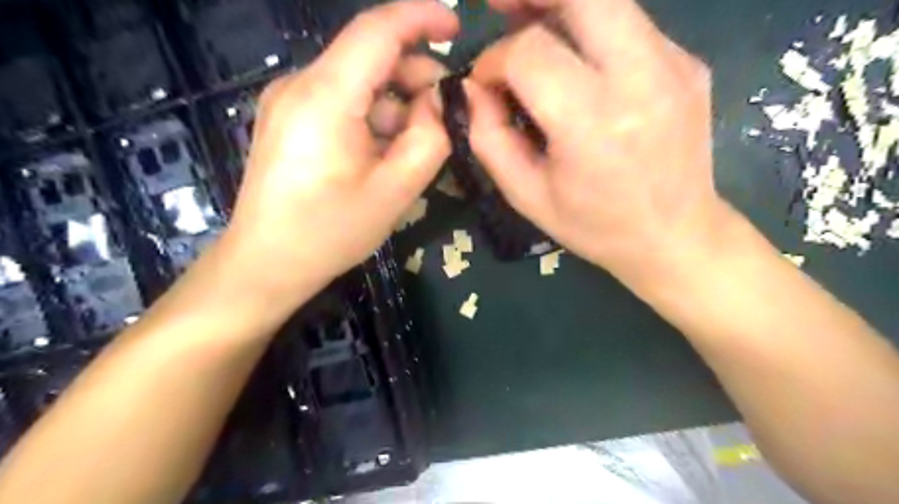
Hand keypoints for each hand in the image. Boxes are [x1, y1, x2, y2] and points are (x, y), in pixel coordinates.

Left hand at [218, 0, 456, 303]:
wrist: (265, 264)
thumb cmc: (329, 232)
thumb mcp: (395, 191)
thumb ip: (430, 138)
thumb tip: (441, 102)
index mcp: (325, 96)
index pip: (377, 30)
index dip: (421, 18)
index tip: (456, 27)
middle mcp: (300, 85)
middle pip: (369, 57)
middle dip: (414, 78)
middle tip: (444, 118)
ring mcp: (289, 101)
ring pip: (358, 83)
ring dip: (395, 105)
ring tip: (413, 147)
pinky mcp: (288, 120)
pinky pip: (341, 102)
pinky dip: (372, 117)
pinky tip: (383, 153)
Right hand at [468, 0, 725, 289]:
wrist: (676, 235)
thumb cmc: (595, 225)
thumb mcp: (527, 195)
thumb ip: (489, 139)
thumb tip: (473, 90)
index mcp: (593, 123)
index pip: (531, 53)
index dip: (494, 58)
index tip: (484, 82)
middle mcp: (640, 79)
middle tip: (501, 6)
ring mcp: (674, 64)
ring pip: (610, 0)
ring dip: (561, 3)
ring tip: (530, 20)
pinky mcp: (688, 63)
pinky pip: (630, 25)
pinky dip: (592, 29)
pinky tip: (577, 60)